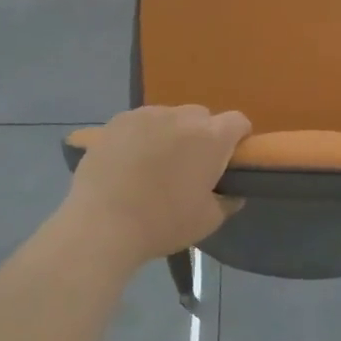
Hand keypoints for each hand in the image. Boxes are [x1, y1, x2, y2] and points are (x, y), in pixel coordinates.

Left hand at [61, 105, 250, 267]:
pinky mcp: (118, 120)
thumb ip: (227, 200)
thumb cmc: (163, 224)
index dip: (238, 138)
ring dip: (171, 133)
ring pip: (170, 117)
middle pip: (202, 116)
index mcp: (211, 138)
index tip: (229, 159)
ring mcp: (147, 115)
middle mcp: (182, 117)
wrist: (102, 225)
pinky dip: (143, 135)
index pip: (238, 121)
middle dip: (203, 135)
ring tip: (155, 163)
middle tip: (190, 165)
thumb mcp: (208, 221)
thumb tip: (232, 191)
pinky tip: (130, 161)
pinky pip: (141, 122)